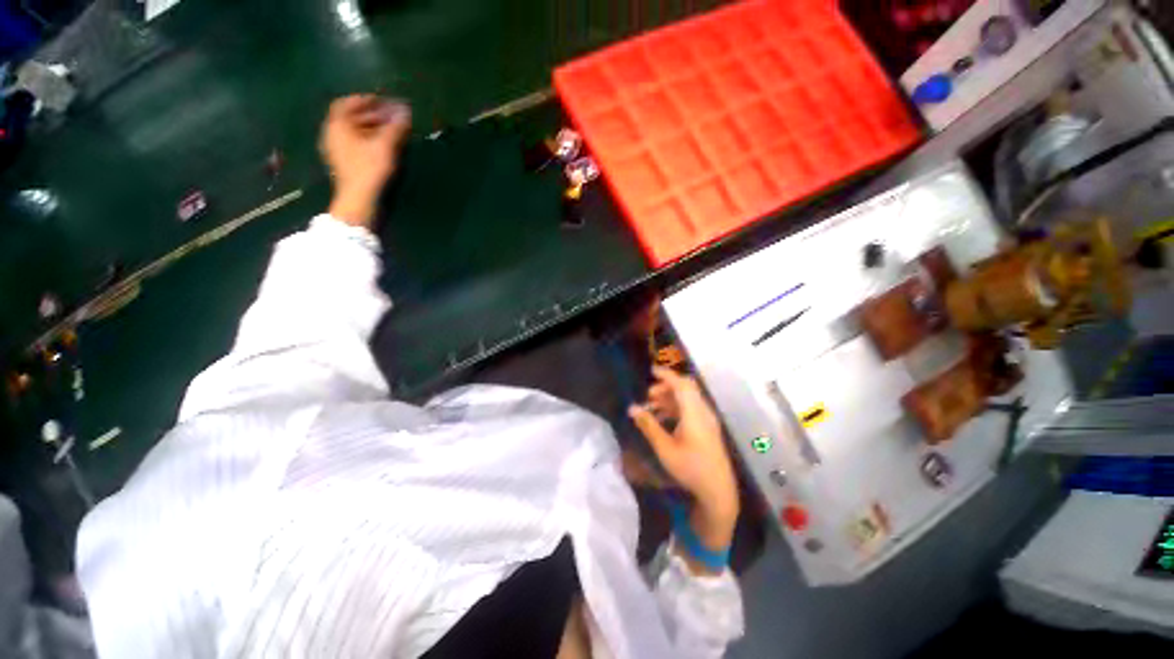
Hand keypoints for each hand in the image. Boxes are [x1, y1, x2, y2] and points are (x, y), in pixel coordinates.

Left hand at [320, 94, 411, 227]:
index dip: (365, 100)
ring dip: (371, 127)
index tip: (383, 101)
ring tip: (390, 131)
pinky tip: (382, 145)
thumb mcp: (384, 146)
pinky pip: (354, 143)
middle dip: (372, 114)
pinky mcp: (344, 163)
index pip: (347, 103)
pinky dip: (368, 139)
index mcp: (337, 125)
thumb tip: (405, 110)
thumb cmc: (369, 169)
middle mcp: (332, 134)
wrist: (359, 199)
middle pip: (351, 117)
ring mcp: (337, 150)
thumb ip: (394, 127)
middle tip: (391, 116)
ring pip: (353, 131)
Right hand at [629, 367, 738, 553]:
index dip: (666, 375)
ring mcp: (707, 420)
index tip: (651, 370)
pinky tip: (663, 418)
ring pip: (688, 398)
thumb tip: (632, 408)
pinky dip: (676, 407)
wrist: (718, 491)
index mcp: (695, 414)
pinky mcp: (708, 428)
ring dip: (670, 397)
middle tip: (648, 395)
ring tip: (652, 406)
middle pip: (686, 388)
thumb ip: (648, 426)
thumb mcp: (665, 448)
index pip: (681, 384)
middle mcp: (703, 412)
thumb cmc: (690, 469)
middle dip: (666, 386)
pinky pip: (691, 408)